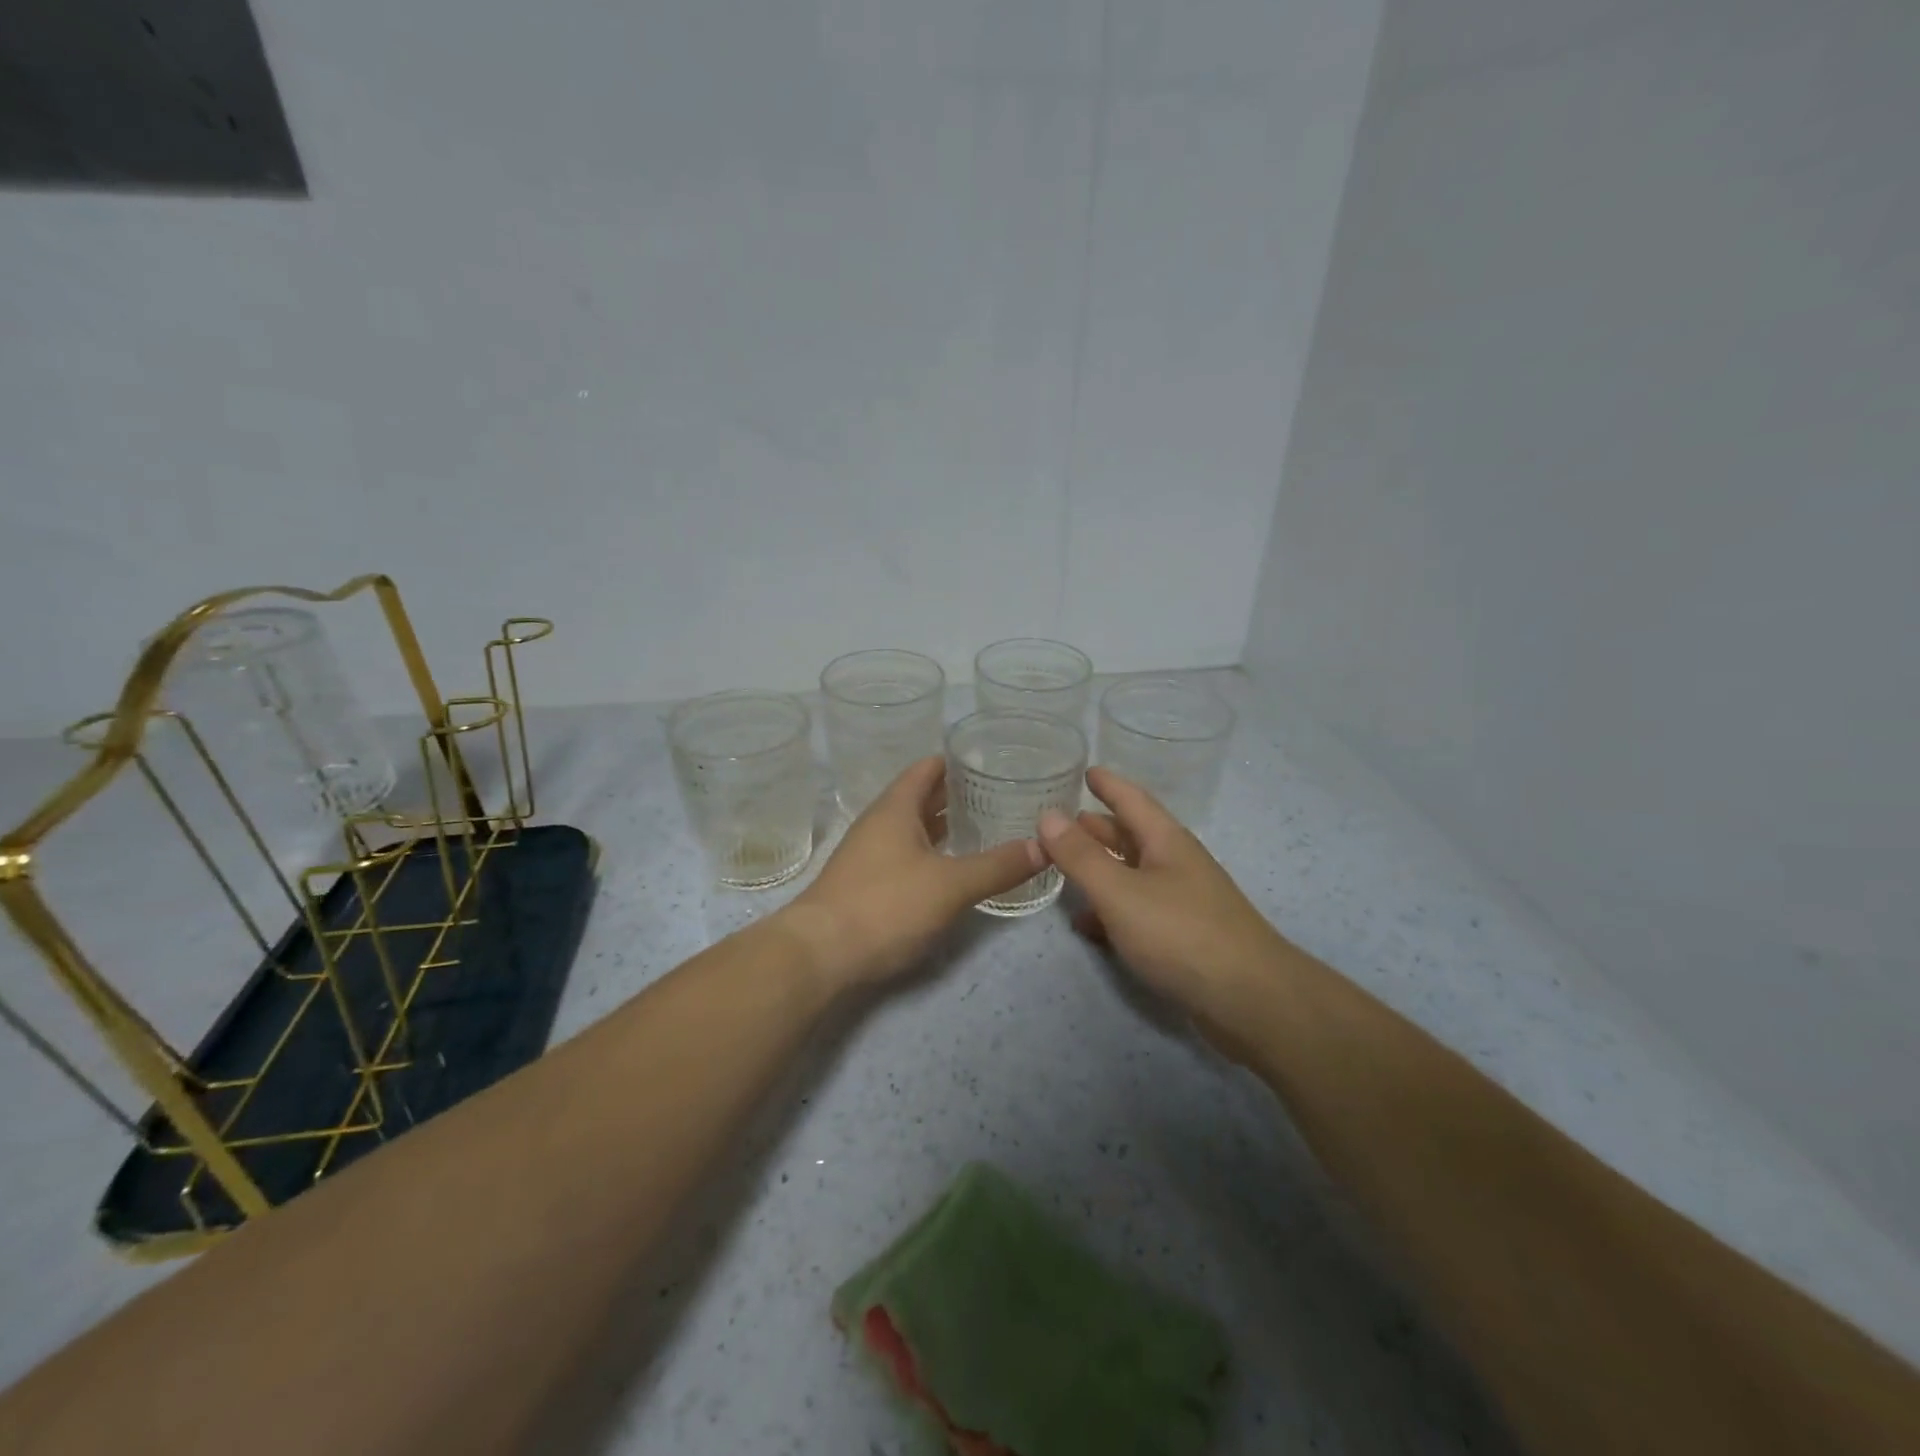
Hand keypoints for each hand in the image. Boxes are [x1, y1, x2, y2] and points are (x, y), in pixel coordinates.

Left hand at [780, 756, 1044, 990]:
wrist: (819, 954)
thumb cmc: (885, 905)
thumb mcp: (950, 885)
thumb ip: (998, 866)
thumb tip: (1044, 846)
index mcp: (895, 808)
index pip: (928, 768)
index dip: (958, 761)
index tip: (992, 761)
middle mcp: (879, 823)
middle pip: (921, 797)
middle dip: (957, 794)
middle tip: (1001, 794)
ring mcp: (869, 854)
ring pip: (913, 828)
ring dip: (944, 826)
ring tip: (985, 826)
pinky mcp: (866, 884)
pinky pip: (906, 855)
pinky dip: (932, 853)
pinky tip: (953, 868)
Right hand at [1036, 766, 1284, 1020]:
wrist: (1250, 1001)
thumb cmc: (1182, 934)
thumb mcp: (1120, 892)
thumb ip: (1081, 856)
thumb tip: (1048, 815)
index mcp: (1166, 842)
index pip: (1132, 799)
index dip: (1108, 784)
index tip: (1086, 769)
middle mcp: (1176, 864)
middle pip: (1132, 835)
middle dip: (1098, 827)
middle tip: (1062, 821)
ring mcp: (1182, 902)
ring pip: (1132, 874)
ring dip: (1101, 868)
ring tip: (1064, 867)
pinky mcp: (1182, 938)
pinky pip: (1137, 911)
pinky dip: (1109, 910)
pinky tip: (1086, 923)